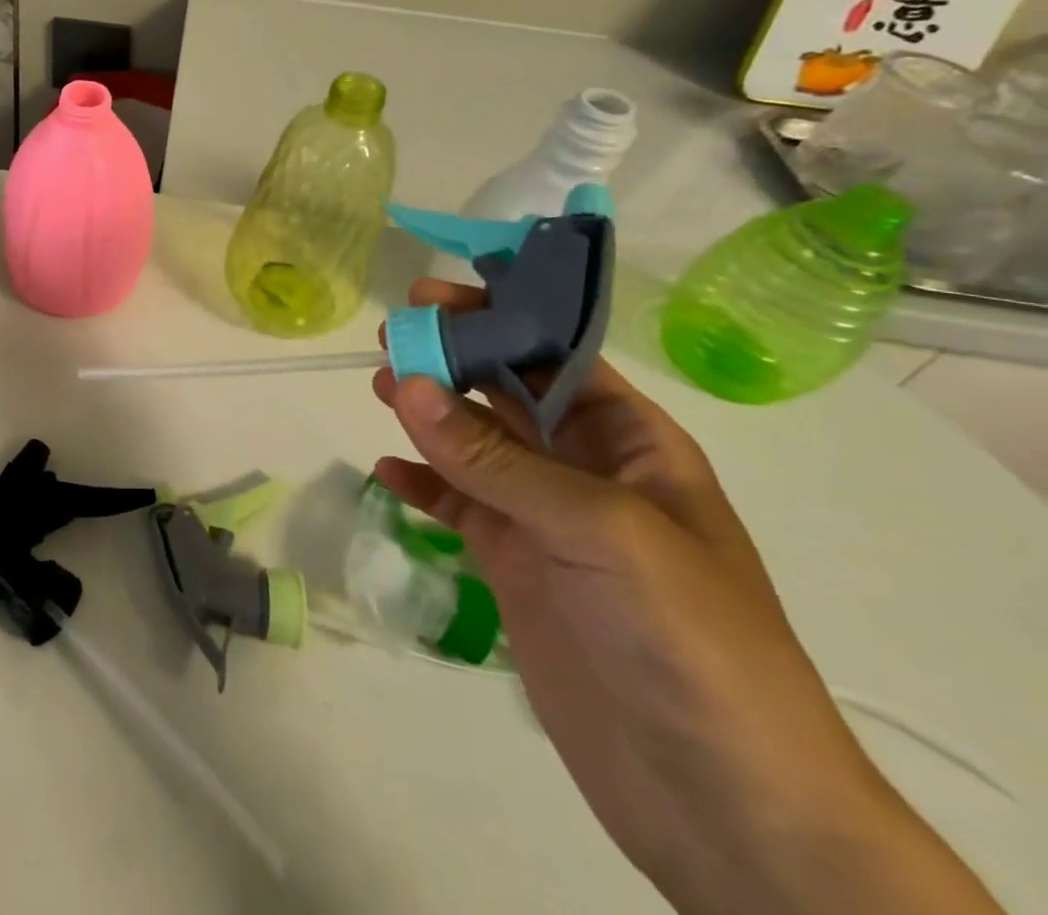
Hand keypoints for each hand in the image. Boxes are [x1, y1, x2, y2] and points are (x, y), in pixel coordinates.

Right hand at [371, 279, 1001, 914]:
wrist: (721, 803)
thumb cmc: (687, 637)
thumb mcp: (597, 529)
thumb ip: (494, 457)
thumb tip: (406, 383)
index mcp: (633, 443)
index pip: (558, 355)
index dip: (499, 317)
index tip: (431, 298)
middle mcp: (586, 470)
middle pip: (507, 392)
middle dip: (453, 360)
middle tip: (390, 338)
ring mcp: (547, 521)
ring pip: (474, 446)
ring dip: (428, 415)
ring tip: (380, 390)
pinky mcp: (514, 566)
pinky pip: (457, 506)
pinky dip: (422, 485)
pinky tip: (386, 471)